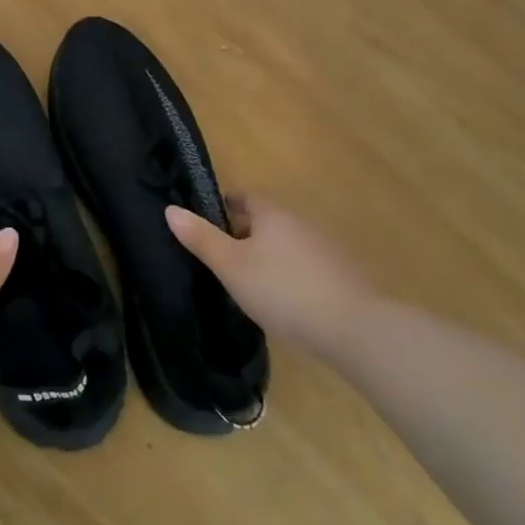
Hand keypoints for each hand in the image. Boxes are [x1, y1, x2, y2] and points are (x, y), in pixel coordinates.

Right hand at [166, 191, 372, 362]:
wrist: (354, 328)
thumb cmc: (282, 290)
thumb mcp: (231, 266)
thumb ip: (201, 238)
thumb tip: (170, 209)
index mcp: (272, 212)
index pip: (243, 196)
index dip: (222, 206)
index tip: (206, 225)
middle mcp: (299, 221)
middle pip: (265, 219)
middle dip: (242, 233)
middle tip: (220, 258)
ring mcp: (324, 247)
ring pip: (285, 243)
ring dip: (266, 255)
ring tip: (247, 282)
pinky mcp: (340, 275)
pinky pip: (303, 265)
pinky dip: (288, 274)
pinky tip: (281, 300)